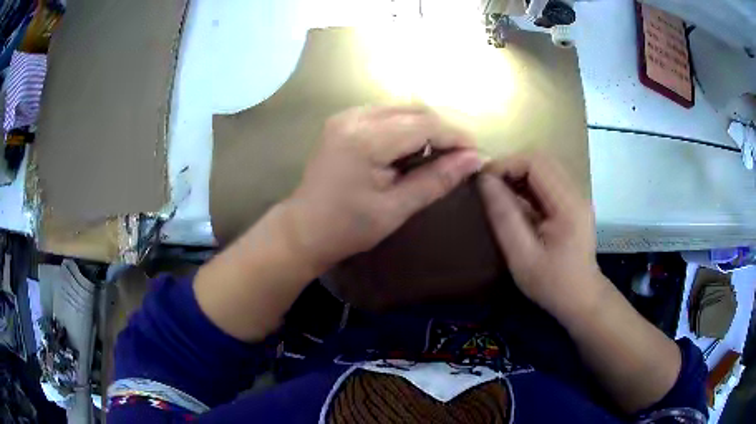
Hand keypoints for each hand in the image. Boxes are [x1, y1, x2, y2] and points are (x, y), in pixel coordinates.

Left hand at [280, 105, 481, 271]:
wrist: (303, 229)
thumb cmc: (348, 227)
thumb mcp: (396, 208)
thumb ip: (437, 179)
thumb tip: (474, 160)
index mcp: (366, 139)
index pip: (425, 124)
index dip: (456, 135)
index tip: (477, 153)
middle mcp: (355, 117)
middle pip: (415, 109)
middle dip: (445, 127)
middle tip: (464, 152)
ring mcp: (346, 116)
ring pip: (402, 108)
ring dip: (428, 124)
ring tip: (445, 150)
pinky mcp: (344, 121)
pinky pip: (386, 113)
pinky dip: (408, 125)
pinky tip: (416, 145)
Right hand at [477, 153, 603, 319]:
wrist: (581, 298)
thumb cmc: (552, 284)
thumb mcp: (522, 256)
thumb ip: (504, 216)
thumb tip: (484, 181)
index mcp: (568, 204)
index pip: (535, 162)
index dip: (506, 165)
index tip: (483, 182)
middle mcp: (576, 192)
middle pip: (540, 159)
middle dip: (510, 167)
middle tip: (488, 187)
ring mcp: (576, 196)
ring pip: (543, 167)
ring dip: (518, 174)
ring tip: (498, 194)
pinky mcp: (572, 202)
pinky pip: (546, 181)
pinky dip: (526, 184)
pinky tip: (515, 201)